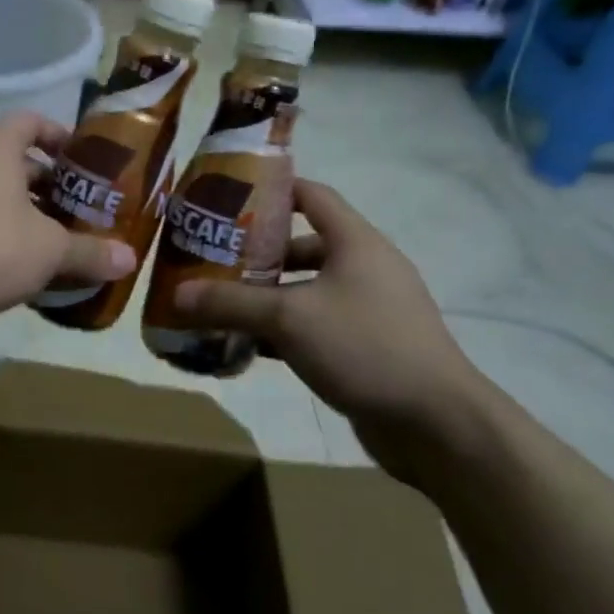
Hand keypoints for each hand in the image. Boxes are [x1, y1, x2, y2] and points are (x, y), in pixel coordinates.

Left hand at [0, 111, 135, 325]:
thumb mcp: (50, 250)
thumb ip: (90, 251)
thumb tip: (131, 260)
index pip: (31, 121)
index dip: (59, 135)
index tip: (83, 161)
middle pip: (13, 160)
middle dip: (47, 183)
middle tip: (78, 207)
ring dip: (23, 211)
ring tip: (54, 239)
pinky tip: (18, 265)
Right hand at [173, 180, 492, 479]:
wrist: (437, 424)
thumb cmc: (364, 346)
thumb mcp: (289, 318)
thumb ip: (231, 303)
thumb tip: (177, 294)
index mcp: (356, 242)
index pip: (313, 195)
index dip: (273, 189)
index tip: (228, 196)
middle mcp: (365, 268)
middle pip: (304, 245)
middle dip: (258, 252)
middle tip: (211, 257)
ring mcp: (369, 309)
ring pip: (307, 290)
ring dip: (267, 296)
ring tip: (220, 302)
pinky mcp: (367, 347)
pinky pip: (316, 326)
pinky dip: (284, 331)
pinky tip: (248, 345)